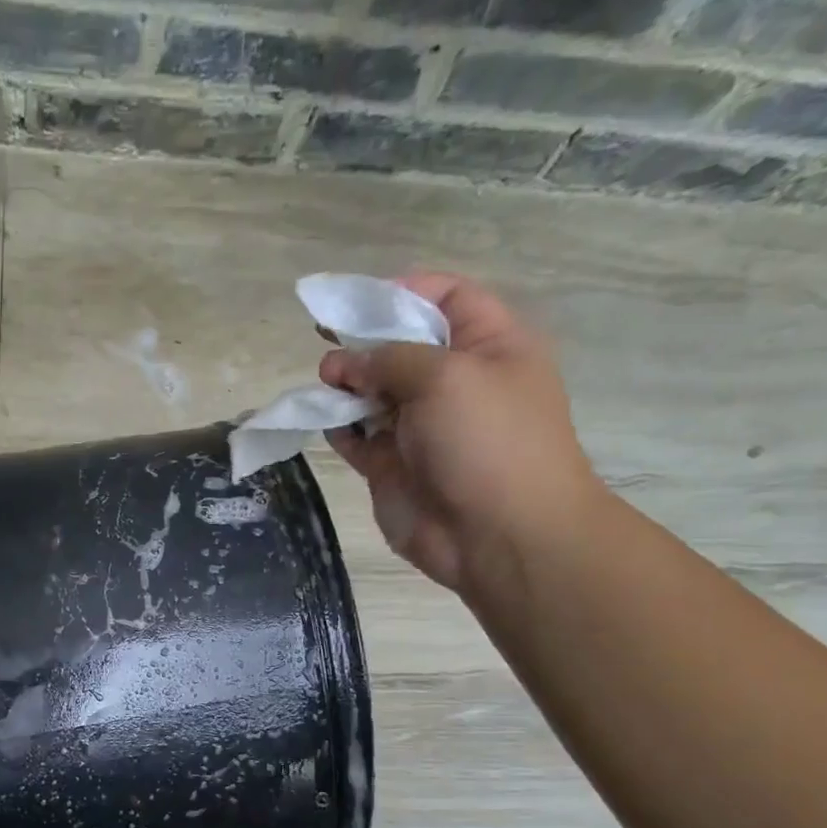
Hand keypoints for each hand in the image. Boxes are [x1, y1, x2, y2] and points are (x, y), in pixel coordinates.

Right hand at [321, 272, 602, 594]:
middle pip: (400, 345)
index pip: (446, 298)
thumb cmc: (487, 441)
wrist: (498, 535)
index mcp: (489, 346)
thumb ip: (390, 356)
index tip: (356, 302)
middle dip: (364, 342)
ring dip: (346, 385)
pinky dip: (340, 428)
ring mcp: (422, 427)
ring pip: (373, 392)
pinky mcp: (393, 465)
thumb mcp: (445, 375)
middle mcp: (454, 382)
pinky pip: (358, 437)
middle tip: (331, 348)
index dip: (402, 291)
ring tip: (328, 386)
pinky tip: (329, 423)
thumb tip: (348, 362)